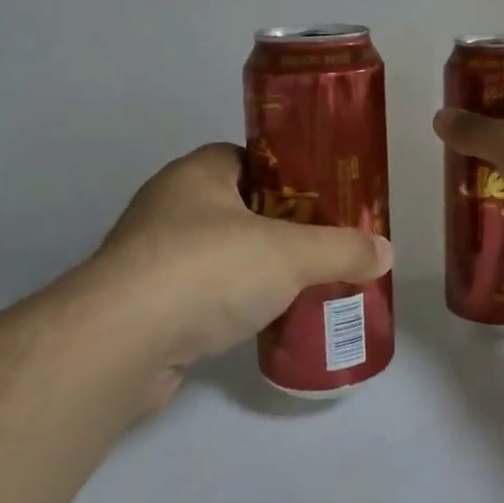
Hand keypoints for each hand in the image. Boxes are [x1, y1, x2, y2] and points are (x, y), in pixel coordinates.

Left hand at [82, 144, 390, 380]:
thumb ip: (341, 249)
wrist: (118, 345)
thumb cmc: (206, 270)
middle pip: (240, 206)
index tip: (323, 196)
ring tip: (301, 284)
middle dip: (281, 225)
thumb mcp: (290, 254)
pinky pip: (201, 294)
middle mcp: (169, 206)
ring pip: (220, 253)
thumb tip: (385, 252)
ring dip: (255, 268)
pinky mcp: (144, 305)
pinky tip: (261, 320)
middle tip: (323, 242)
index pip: (251, 157)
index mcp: (198, 173)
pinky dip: (230, 303)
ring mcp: (151, 257)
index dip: (290, 172)